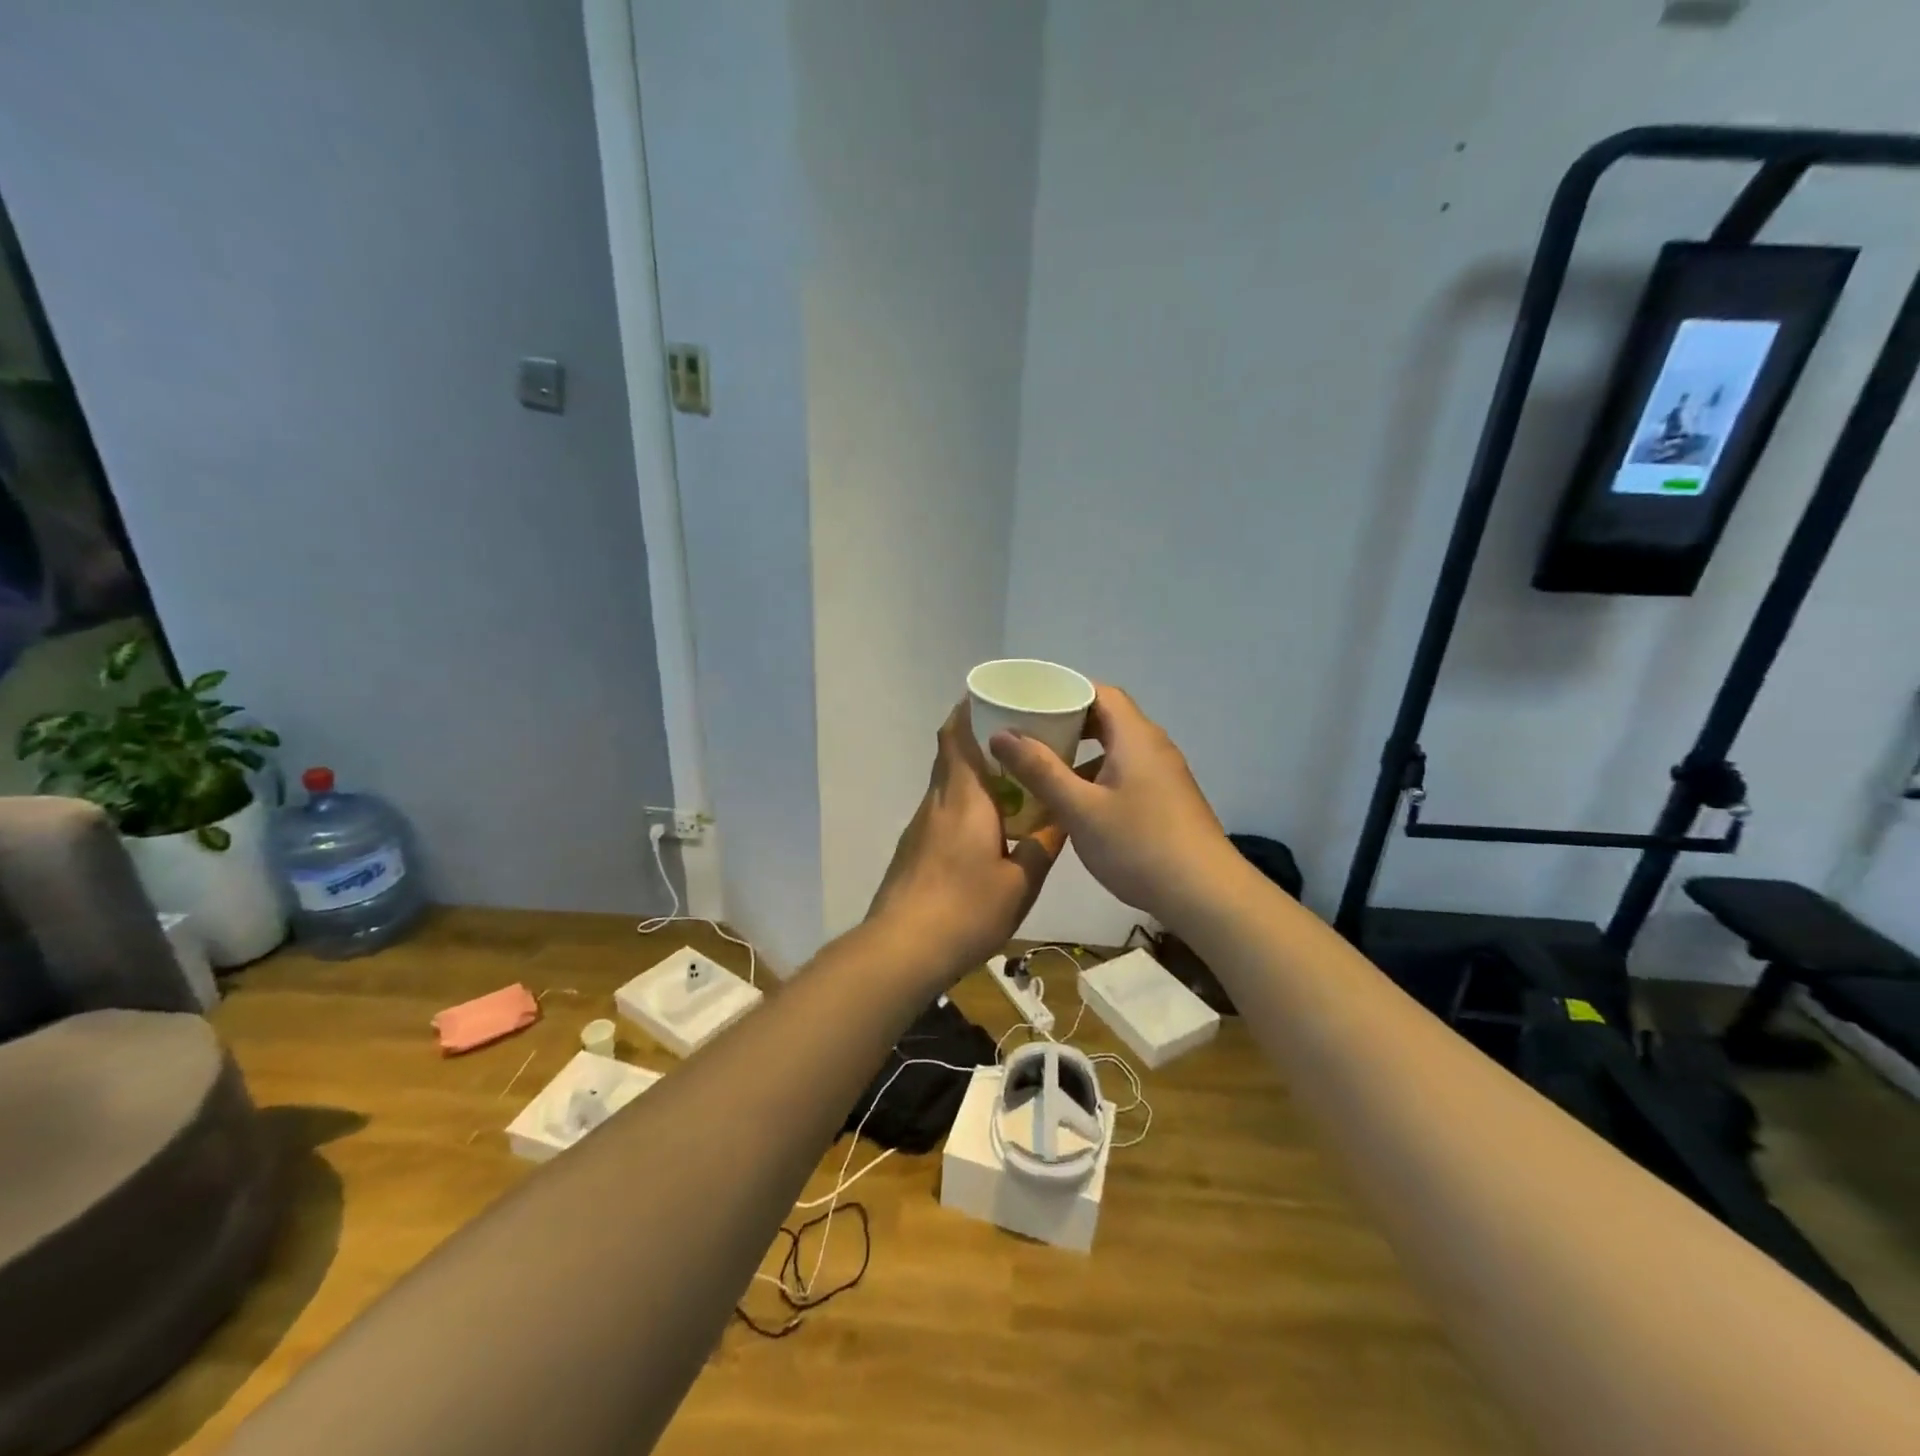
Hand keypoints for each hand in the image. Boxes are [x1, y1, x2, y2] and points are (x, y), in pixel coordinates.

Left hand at [866, 702, 1063, 981]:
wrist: (902, 949)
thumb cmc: (966, 910)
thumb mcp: (1021, 882)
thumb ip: (1043, 846)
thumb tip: (1061, 819)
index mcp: (964, 798)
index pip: (957, 735)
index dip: (970, 709)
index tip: (995, 698)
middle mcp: (937, 802)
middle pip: (951, 754)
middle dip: (979, 739)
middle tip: (1019, 739)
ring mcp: (920, 826)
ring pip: (947, 784)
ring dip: (974, 775)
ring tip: (1013, 782)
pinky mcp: (913, 849)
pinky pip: (942, 811)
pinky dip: (964, 804)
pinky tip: (988, 829)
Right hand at [989, 685, 1234, 927]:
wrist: (1204, 894)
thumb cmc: (1138, 845)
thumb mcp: (1080, 809)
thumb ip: (1040, 770)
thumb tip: (1002, 735)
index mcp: (1135, 737)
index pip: (1100, 693)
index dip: (1065, 692)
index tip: (1030, 702)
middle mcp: (1153, 747)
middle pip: (1108, 719)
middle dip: (1068, 723)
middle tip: (1030, 734)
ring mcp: (1164, 774)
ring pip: (1117, 749)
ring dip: (1082, 753)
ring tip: (1045, 767)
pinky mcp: (1167, 800)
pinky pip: (1127, 772)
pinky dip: (1099, 775)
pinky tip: (1077, 802)